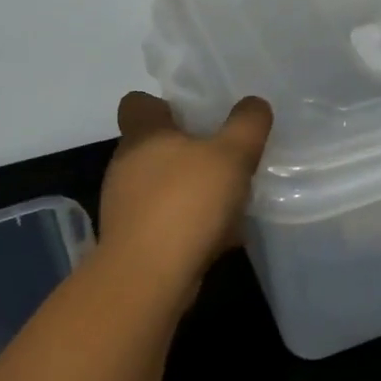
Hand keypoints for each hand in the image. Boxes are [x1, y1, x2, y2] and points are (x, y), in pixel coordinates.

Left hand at [97, 91, 273, 309]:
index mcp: (144, 135)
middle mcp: (126, 165)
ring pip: (164, 185)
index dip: (165, 103)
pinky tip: (222, 235)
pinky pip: (168, 220)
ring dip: (193, 189)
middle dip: (190, 149)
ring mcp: (126, 205)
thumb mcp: (232, 155)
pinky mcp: (134, 239)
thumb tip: (254, 104)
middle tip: (228, 155)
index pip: (137, 102)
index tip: (197, 114)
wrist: (148, 278)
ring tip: (231, 199)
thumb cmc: (187, 202)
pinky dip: (191, 223)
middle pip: (156, 145)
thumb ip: (247, 124)